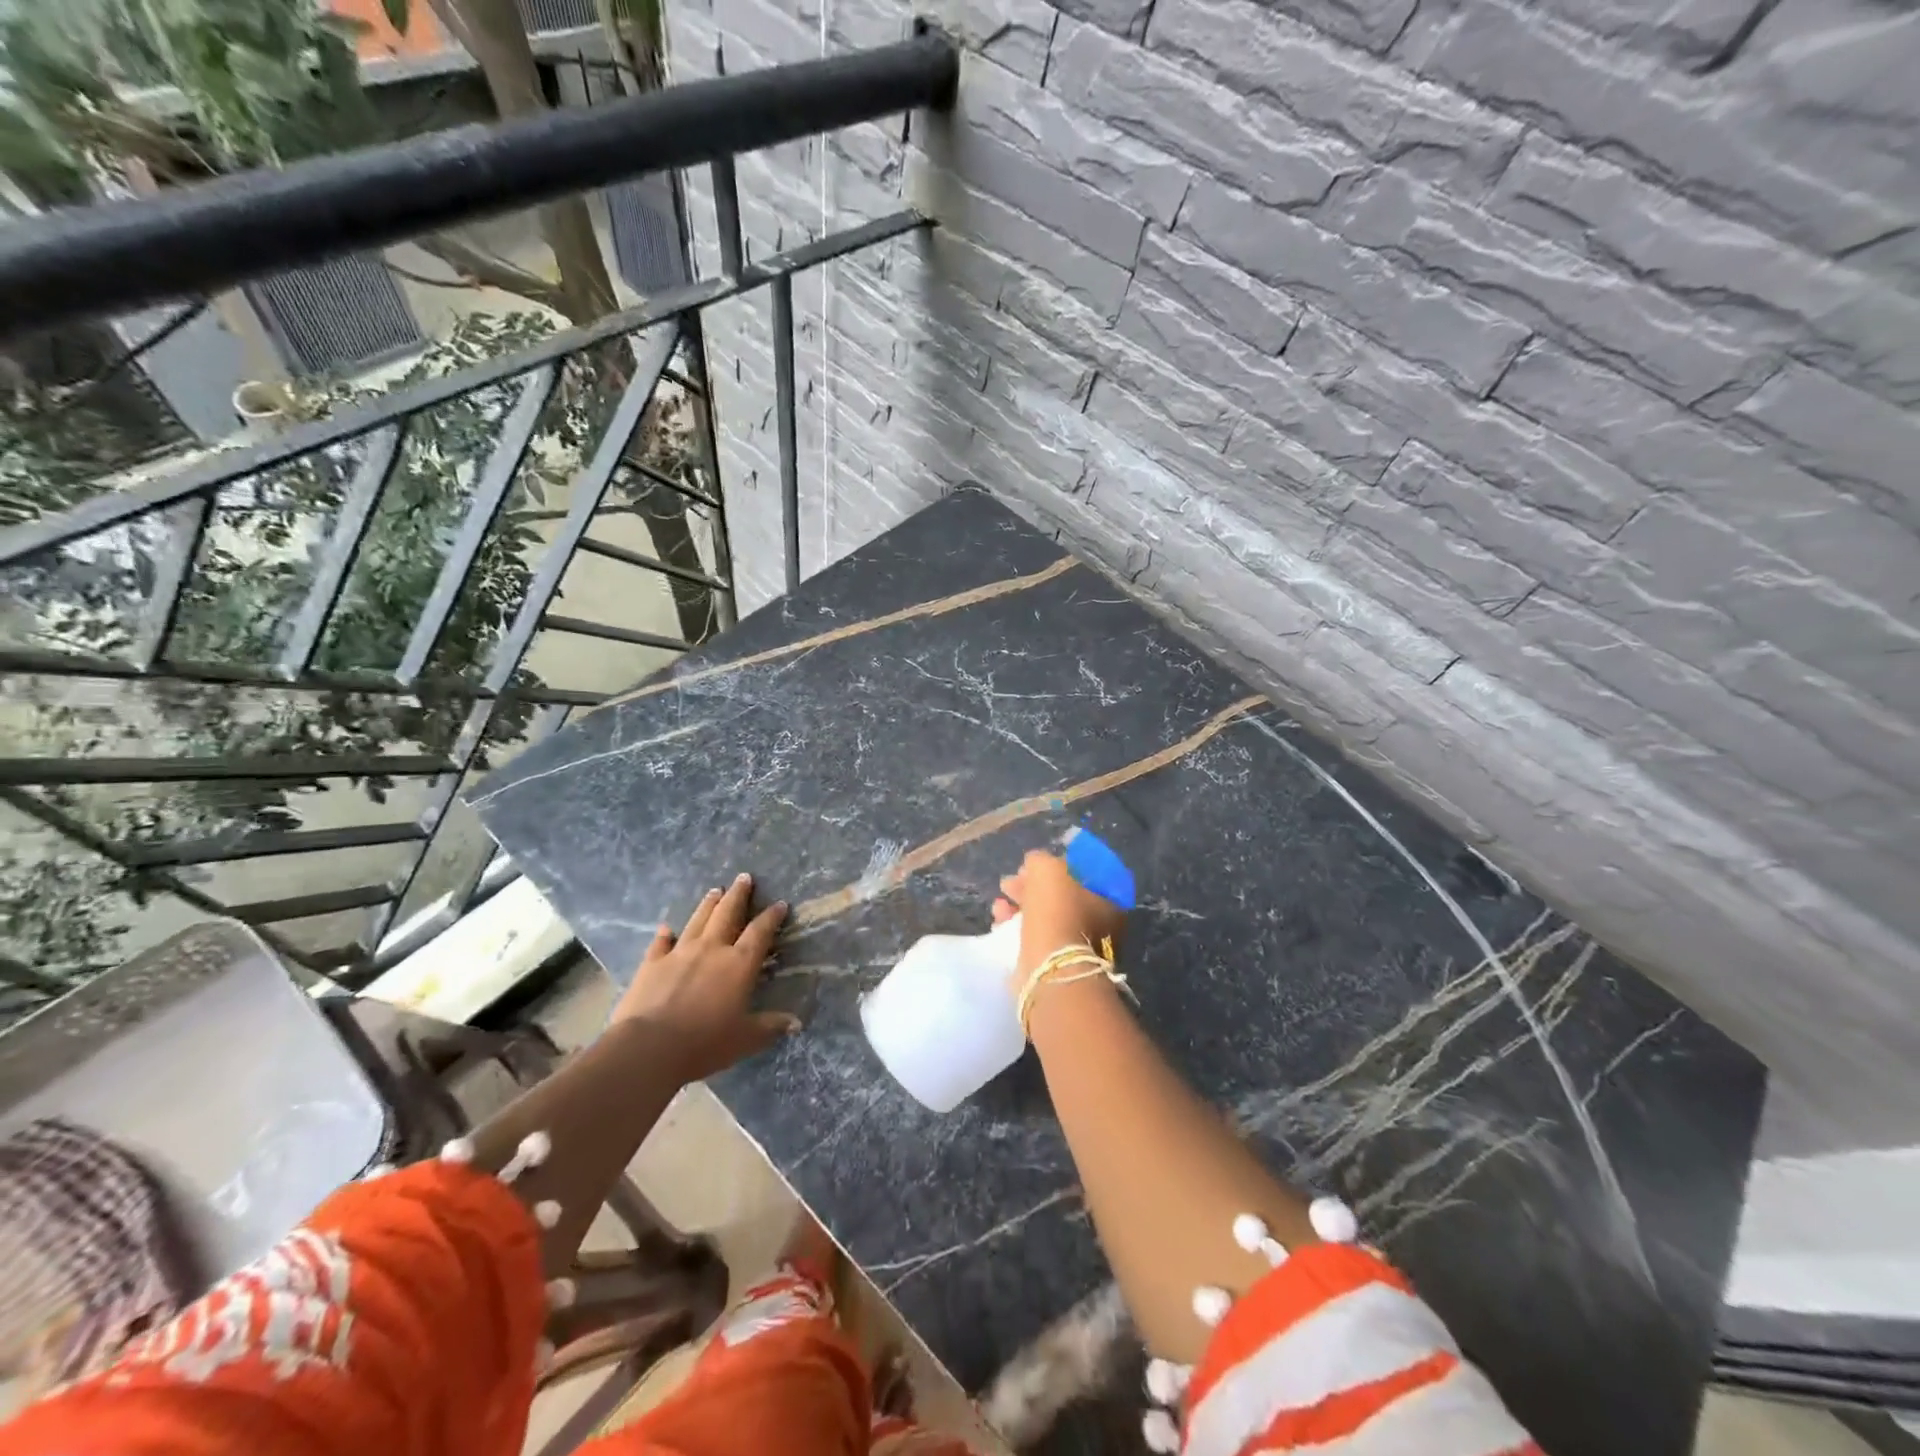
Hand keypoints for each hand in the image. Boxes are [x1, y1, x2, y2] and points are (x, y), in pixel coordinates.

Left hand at [612, 872, 797, 1081]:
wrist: (648, 1047)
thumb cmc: (704, 1043)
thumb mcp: (745, 1039)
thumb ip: (770, 1026)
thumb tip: (796, 1023)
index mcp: (739, 964)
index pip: (760, 932)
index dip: (771, 916)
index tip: (780, 904)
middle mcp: (712, 949)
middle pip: (727, 913)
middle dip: (738, 894)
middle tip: (744, 877)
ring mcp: (679, 953)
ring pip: (698, 920)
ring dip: (708, 904)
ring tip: (715, 890)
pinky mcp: (652, 963)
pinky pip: (661, 943)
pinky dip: (665, 934)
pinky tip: (666, 928)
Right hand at [993, 849, 1127, 984]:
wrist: (1050, 967)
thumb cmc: (1056, 911)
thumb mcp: (1047, 868)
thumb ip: (1040, 860)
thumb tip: (1034, 865)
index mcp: (1107, 899)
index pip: (1080, 875)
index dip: (1054, 867)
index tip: (1031, 867)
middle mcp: (1098, 923)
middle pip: (1059, 896)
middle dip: (1030, 887)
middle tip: (1009, 883)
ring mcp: (1077, 946)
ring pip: (1044, 917)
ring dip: (1019, 906)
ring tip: (999, 904)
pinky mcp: (1056, 964)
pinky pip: (1034, 937)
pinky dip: (1015, 927)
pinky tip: (999, 920)